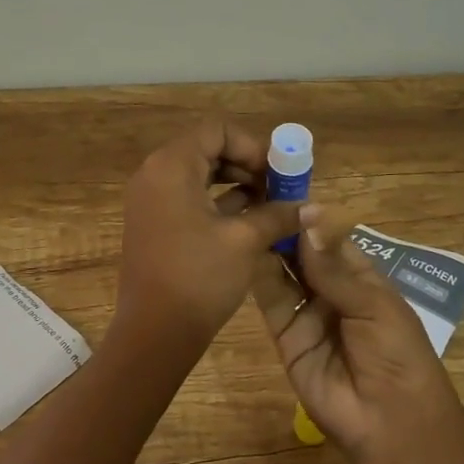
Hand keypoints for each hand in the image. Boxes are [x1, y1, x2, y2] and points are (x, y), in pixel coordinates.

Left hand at [111, 121, 304, 358]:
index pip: (217, 130)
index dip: (252, 145)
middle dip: (246, 164)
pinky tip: (249, 220)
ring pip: (199, 173)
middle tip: (278, 188)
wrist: (154, 332)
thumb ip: (278, 214)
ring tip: (269, 205)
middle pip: (207, 148)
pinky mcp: (153, 221)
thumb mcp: (245, 241)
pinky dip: (217, 201)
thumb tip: (313, 207)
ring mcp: (150, 198)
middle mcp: (154, 173)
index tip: (276, 173)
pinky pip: (188, 195)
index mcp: (171, 166)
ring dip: (235, 183)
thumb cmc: (199, 278)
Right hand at [251, 209, 463, 458]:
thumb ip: (334, 267)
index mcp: (362, 278)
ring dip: (267, 247)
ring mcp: (306, 312)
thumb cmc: (397, 355)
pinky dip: (258, 276)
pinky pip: (270, 301)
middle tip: (253, 196)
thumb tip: (307, 220)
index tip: (281, 189)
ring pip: (283, 272)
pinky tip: (243, 249)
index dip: (308, 218)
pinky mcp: (284, 335)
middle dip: (284, 228)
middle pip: (302, 253)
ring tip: (243, 214)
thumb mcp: (373, 305)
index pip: (329, 239)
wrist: (389, 422)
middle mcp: (331, 290)